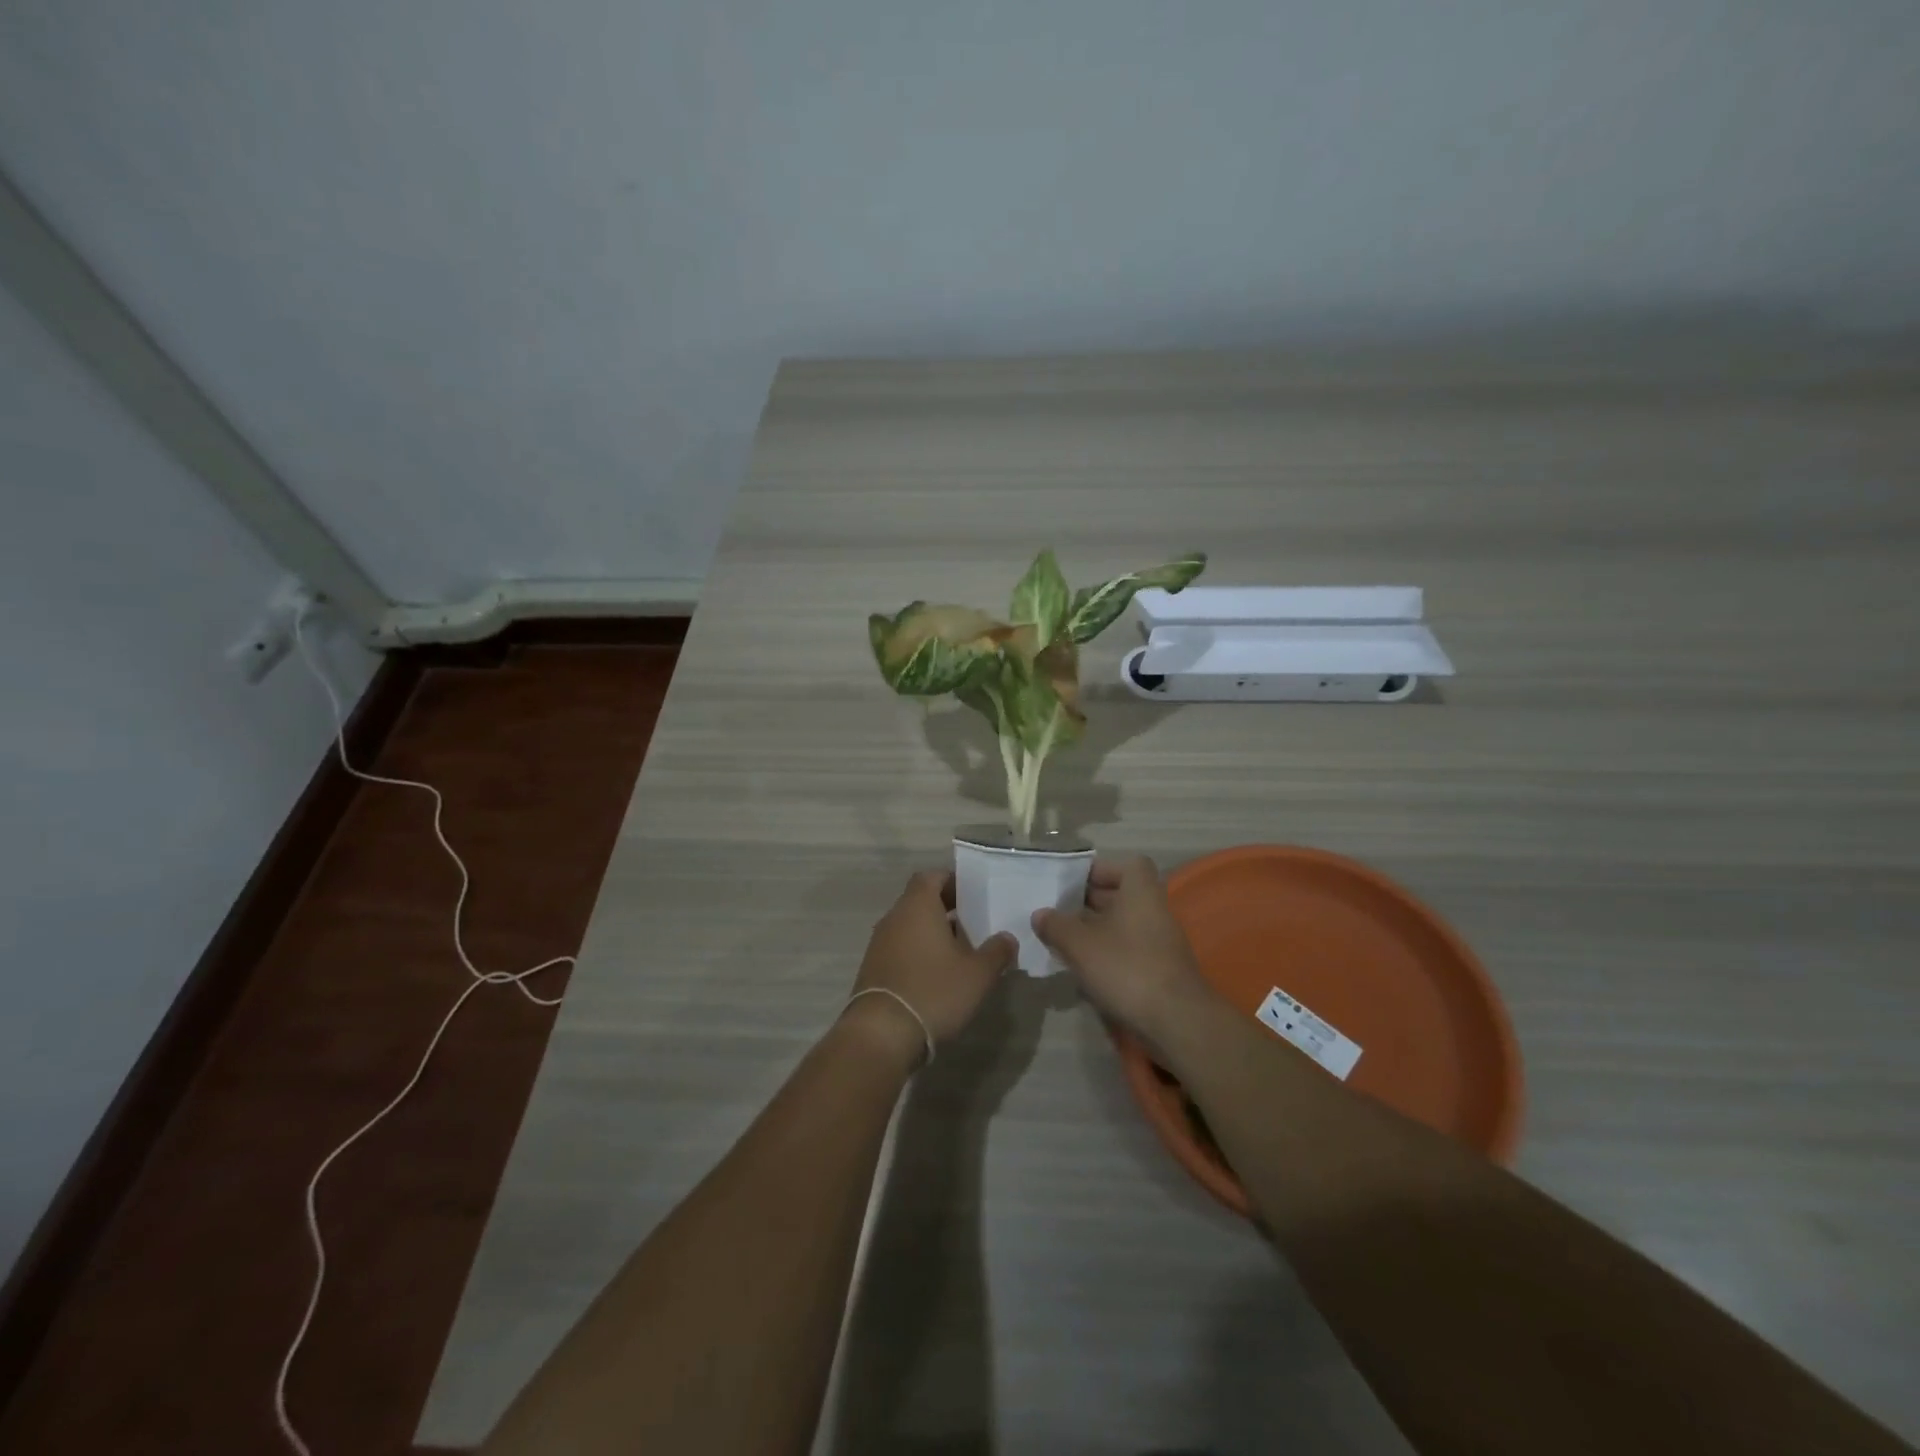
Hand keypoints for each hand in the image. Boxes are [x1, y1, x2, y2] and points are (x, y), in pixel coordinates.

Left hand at [845, 870, 1016, 1066]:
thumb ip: (997, 951)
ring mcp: (879, 943)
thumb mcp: (978, 974)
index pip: (932, 876)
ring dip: (933, 931)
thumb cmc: (934, 991)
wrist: (882, 1034)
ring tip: (961, 949)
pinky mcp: (874, 968)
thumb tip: (1007, 938)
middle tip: (974, 921)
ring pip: (910, 925)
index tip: (974, 893)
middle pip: (920, 900)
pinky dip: (919, 951)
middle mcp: (894, 917)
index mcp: (917, 906)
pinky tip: (938, 973)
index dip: (953, 881)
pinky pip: (900, 947)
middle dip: (947, 907)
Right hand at [1032, 856, 1213, 1040]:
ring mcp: (1159, 941)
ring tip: (1063, 940)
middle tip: (1058, 911)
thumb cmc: (1127, 969)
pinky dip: (1107, 953)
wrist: (1176, 1021)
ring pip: (1122, 924)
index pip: (1126, 865)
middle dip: (1089, 902)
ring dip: (1095, 930)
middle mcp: (1154, 910)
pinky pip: (1128, 949)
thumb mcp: (1080, 945)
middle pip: (1121, 895)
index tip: (1072, 884)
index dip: (1099, 870)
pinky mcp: (1159, 969)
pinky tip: (1083, 968)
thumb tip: (1040, 914)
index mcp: (1140, 892)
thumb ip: (1056, 926)